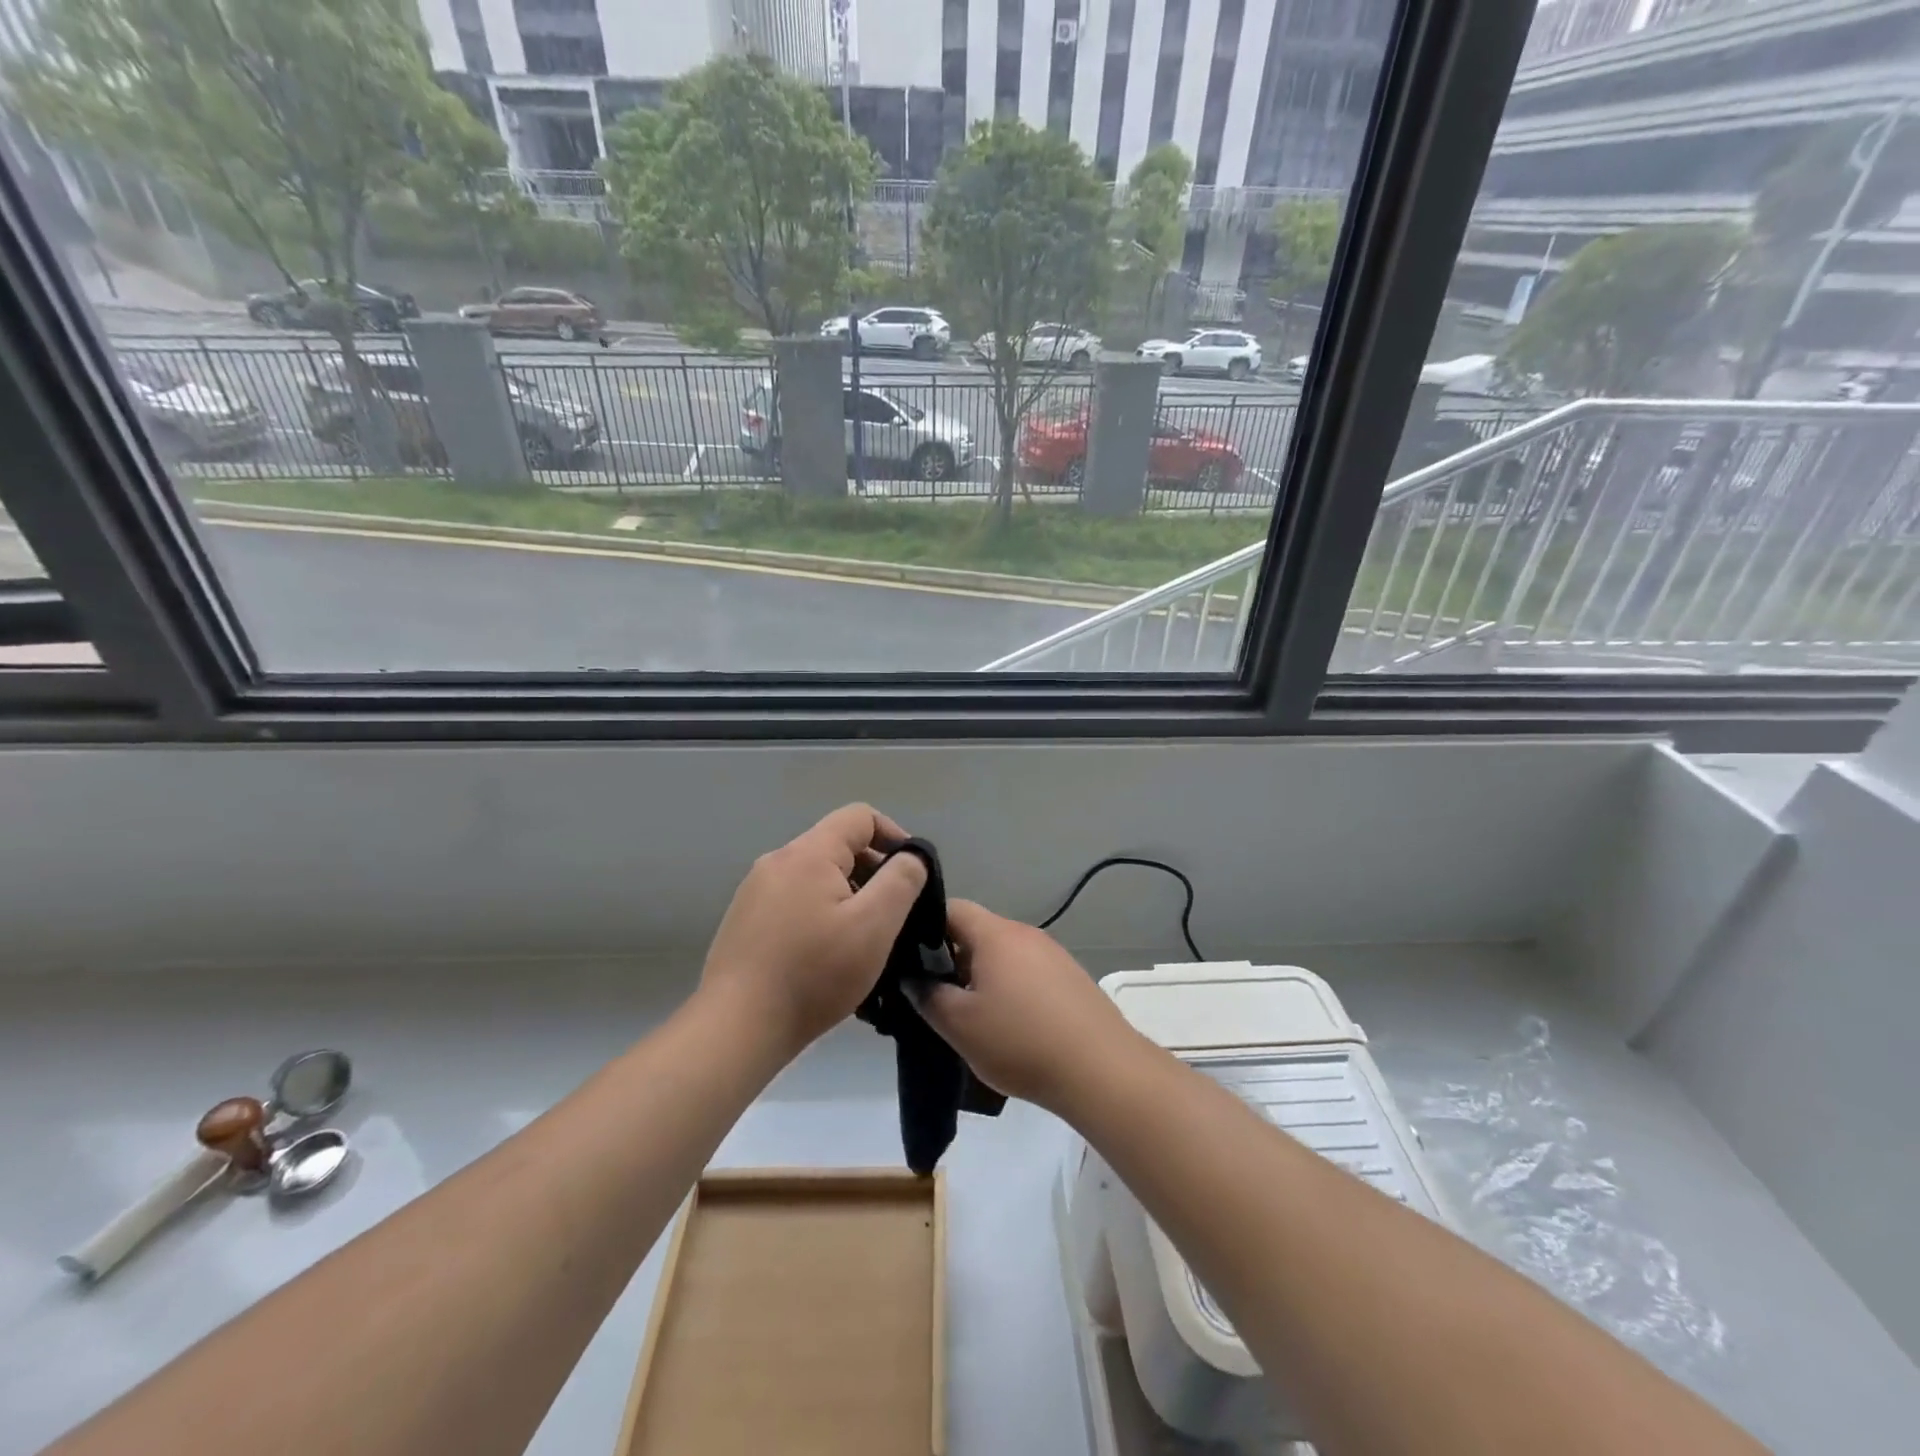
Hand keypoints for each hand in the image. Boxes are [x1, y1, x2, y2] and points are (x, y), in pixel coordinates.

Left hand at [701, 803, 927, 1054]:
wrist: (737, 1028)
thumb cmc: (814, 973)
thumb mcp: (874, 925)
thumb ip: (901, 880)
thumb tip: (912, 857)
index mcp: (808, 853)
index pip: (860, 816)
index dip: (894, 836)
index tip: (912, 875)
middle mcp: (777, 861)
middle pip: (837, 846)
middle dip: (872, 871)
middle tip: (893, 916)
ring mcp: (755, 891)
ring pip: (816, 877)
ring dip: (848, 896)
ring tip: (864, 940)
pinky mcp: (745, 921)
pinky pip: (795, 901)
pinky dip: (821, 913)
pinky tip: (827, 956)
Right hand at [914, 900, 1143, 1113]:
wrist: (1100, 1069)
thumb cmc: (1020, 1041)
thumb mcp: (959, 1024)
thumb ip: (928, 996)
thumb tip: (913, 978)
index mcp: (995, 934)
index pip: (951, 908)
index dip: (923, 927)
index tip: (909, 958)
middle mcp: (1025, 933)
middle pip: (977, 932)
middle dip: (951, 958)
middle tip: (935, 994)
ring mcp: (1052, 954)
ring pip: (1003, 954)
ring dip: (982, 975)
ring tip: (970, 1014)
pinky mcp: (1070, 977)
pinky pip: (1027, 971)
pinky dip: (1010, 987)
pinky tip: (1009, 1023)